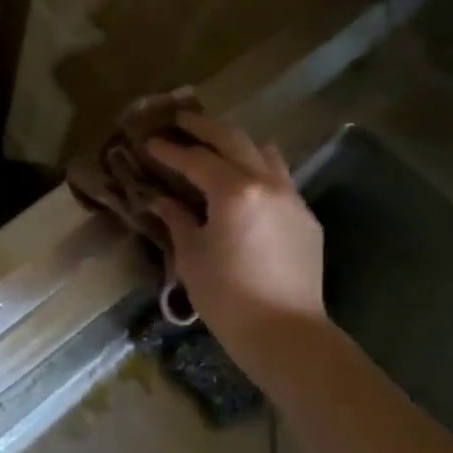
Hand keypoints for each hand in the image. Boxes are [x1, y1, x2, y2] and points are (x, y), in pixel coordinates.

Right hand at [146, 113, 327, 353]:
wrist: (284, 331)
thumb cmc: (226, 296)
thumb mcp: (191, 256)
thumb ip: (177, 219)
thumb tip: (161, 200)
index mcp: (235, 191)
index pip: (196, 159)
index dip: (169, 150)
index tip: (147, 141)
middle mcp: (268, 183)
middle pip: (234, 140)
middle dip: (204, 128)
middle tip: (179, 120)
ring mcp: (292, 198)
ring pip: (265, 153)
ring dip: (237, 143)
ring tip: (215, 146)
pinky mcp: (305, 218)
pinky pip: (280, 179)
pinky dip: (257, 170)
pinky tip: (242, 186)